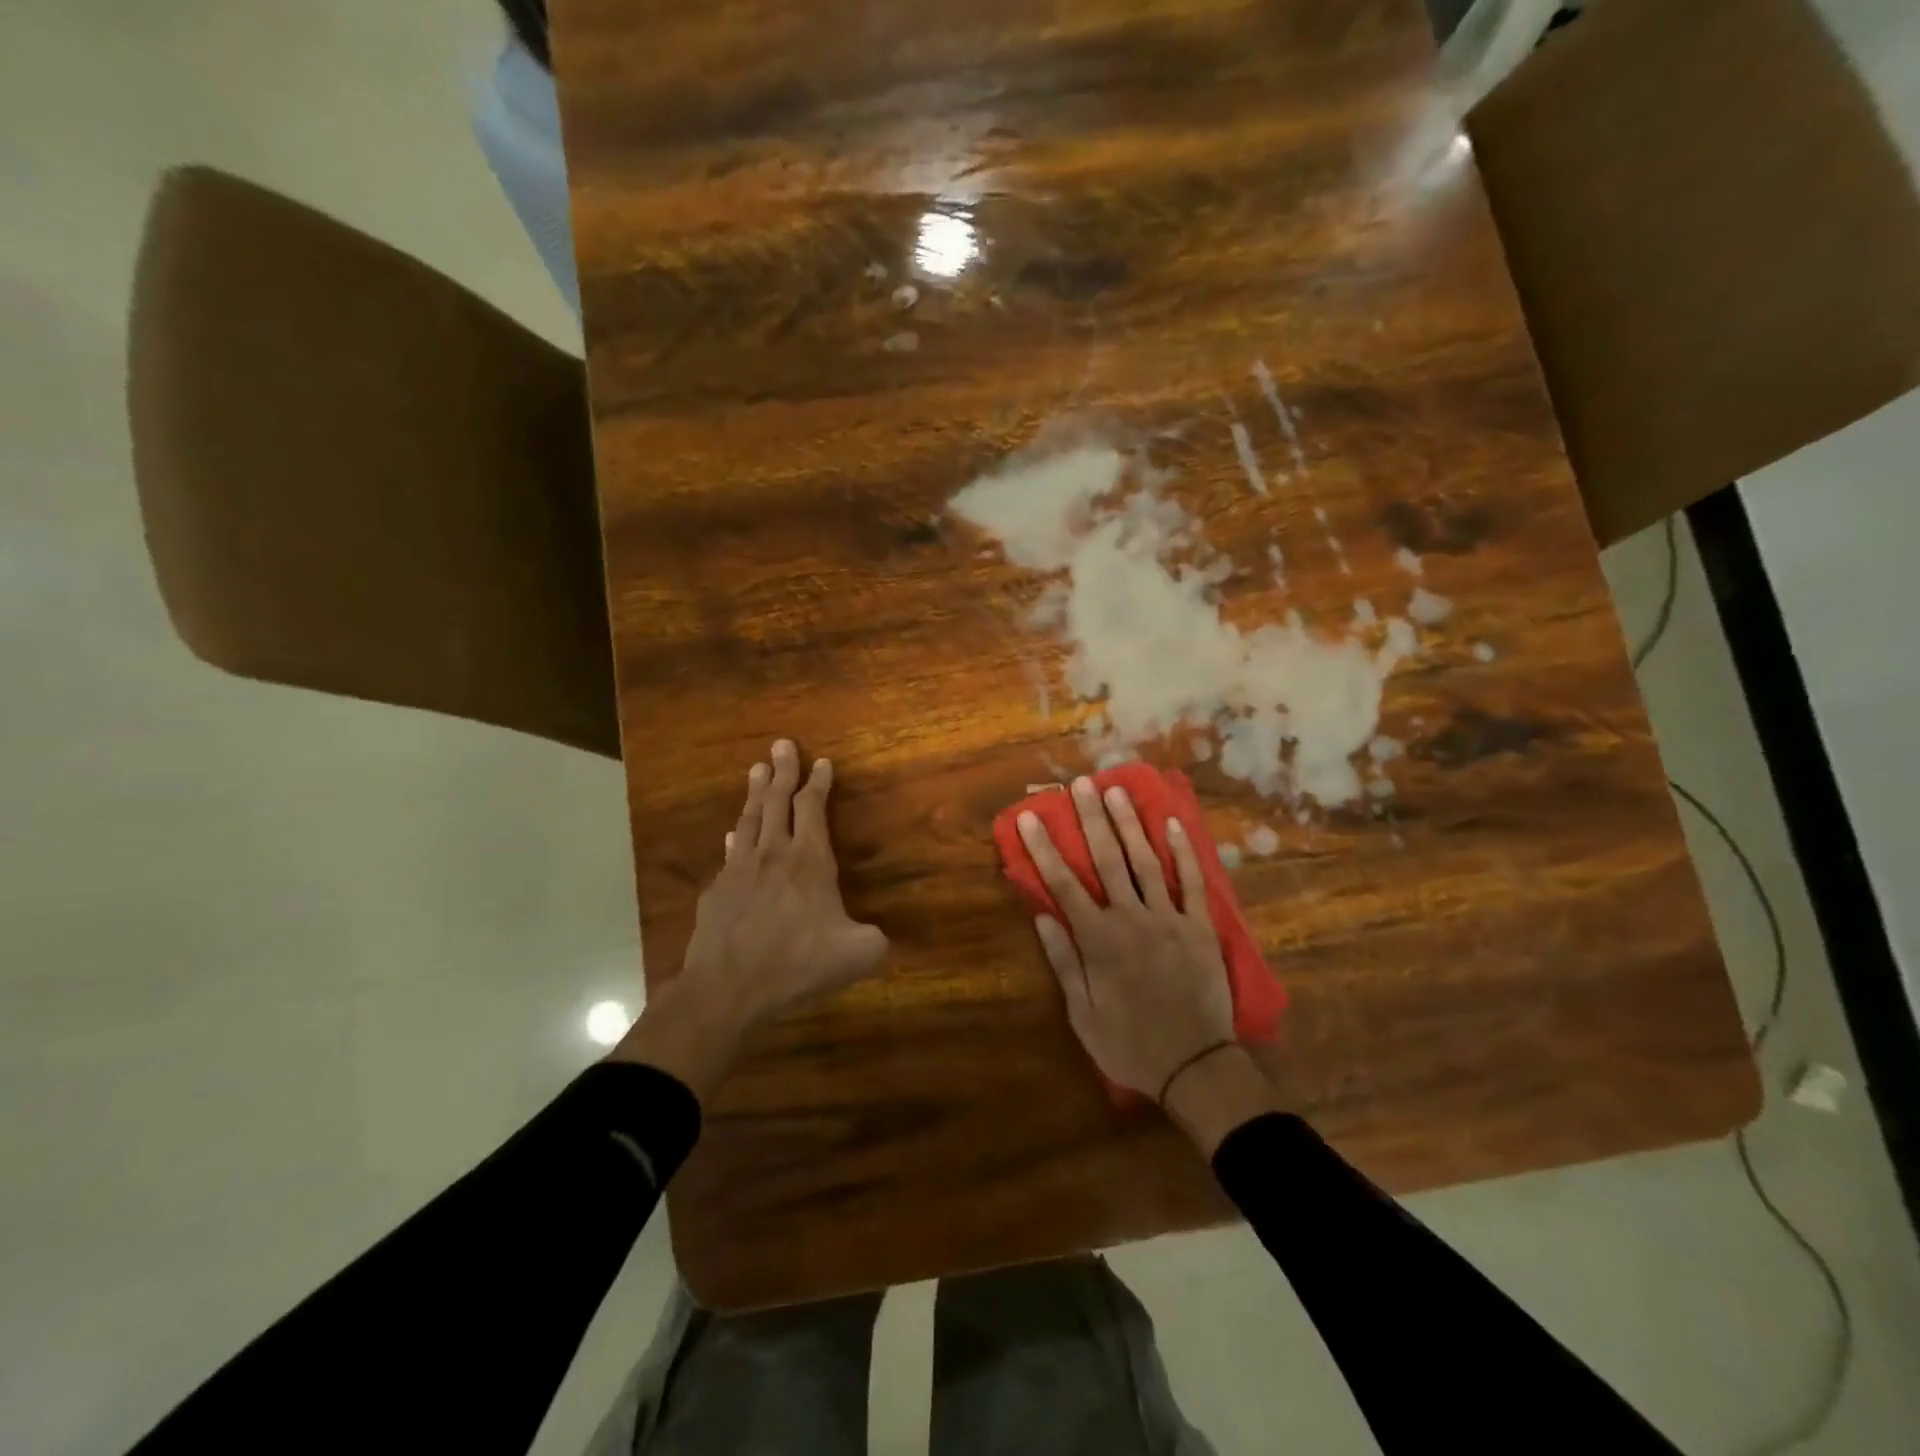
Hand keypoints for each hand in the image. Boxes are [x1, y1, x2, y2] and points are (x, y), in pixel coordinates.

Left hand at [613, 740, 888, 1097]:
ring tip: (756, 769)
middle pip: (776, 800)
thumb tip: (883, 939)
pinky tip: (733, 834)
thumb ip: (875, 941)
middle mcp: (774, 854)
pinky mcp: (717, 890)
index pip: (813, 808)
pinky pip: (730, 852)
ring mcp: (740, 869)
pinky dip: (736, 836)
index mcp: (809, 861)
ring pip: (749, 819)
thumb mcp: (856, 955)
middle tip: (781, 744)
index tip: (821, 762)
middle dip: (782, 770)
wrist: (729, 987)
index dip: (818, 783)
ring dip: (755, 792)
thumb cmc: (797, 964)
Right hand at [1020, 778, 1274, 1148]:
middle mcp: (1131, 918)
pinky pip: (1192, 881)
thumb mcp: (1082, 1014)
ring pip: (1146, 860)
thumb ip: (1063, 961)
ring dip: (1129, 823)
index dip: (1044, 848)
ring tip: (1117, 790)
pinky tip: (1171, 823)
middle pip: (1107, 859)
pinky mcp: (1200, 926)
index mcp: (1098, 940)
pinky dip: (1183, 851)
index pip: (1063, 883)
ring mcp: (1169, 918)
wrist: (1195, 1066)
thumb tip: (1042, 915)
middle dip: (1091, 819)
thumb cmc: (1130, 1044)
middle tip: (1080, 784)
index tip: (1030, 817)